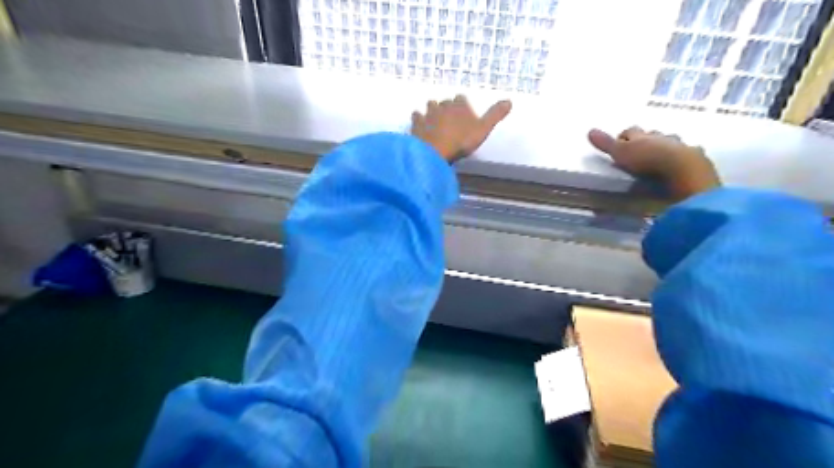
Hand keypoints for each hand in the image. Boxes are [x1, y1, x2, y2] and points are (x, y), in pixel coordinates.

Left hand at [410, 94, 507, 162]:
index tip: (464, 113)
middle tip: (450, 120)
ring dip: (432, 111)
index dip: (462, 105)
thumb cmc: (461, 141)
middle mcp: (443, 105)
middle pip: (445, 102)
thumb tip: (510, 100)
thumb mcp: (483, 129)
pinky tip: (420, 125)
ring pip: (430, 106)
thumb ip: (495, 115)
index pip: (461, 98)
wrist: (435, 151)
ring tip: (435, 121)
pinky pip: (416, 117)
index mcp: (459, 105)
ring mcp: (428, 113)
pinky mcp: (416, 123)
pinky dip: (419, 120)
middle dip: (447, 108)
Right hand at [588, 127, 720, 200]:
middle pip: (651, 134)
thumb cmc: (647, 159)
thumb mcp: (621, 153)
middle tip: (640, 149)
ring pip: (670, 142)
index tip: (619, 141)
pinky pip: (687, 154)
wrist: (681, 168)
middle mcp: (660, 137)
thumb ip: (606, 143)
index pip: (631, 131)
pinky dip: (682, 157)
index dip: (624, 136)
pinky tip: (680, 164)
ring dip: (665, 146)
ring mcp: (679, 146)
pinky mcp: (693, 158)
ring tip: (660, 156)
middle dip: (646, 139)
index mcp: (642, 136)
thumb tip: (589, 131)